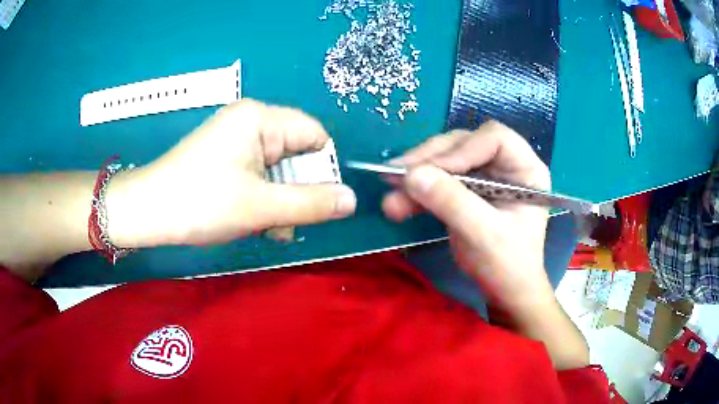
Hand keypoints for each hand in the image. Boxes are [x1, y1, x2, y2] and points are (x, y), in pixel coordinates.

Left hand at [106, 100, 356, 246]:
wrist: (147, 213)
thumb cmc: (201, 203)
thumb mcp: (261, 207)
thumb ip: (312, 203)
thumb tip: (352, 200)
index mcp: (260, 118)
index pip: (314, 135)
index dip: (323, 169)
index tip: (319, 203)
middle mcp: (250, 121)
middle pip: (295, 152)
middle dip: (298, 191)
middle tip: (288, 223)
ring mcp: (235, 140)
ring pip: (277, 168)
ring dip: (280, 200)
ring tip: (269, 229)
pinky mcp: (224, 157)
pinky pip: (258, 174)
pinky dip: (263, 198)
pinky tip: (256, 222)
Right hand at [382, 121, 553, 312]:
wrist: (503, 291)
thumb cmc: (508, 265)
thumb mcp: (484, 235)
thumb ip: (452, 203)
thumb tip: (411, 175)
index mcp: (525, 168)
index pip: (493, 138)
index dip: (461, 150)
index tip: (429, 171)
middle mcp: (505, 164)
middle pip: (463, 144)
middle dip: (429, 161)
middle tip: (397, 177)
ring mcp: (484, 175)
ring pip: (445, 160)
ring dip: (416, 177)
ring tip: (391, 198)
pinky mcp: (466, 189)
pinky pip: (437, 180)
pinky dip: (416, 192)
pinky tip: (398, 205)